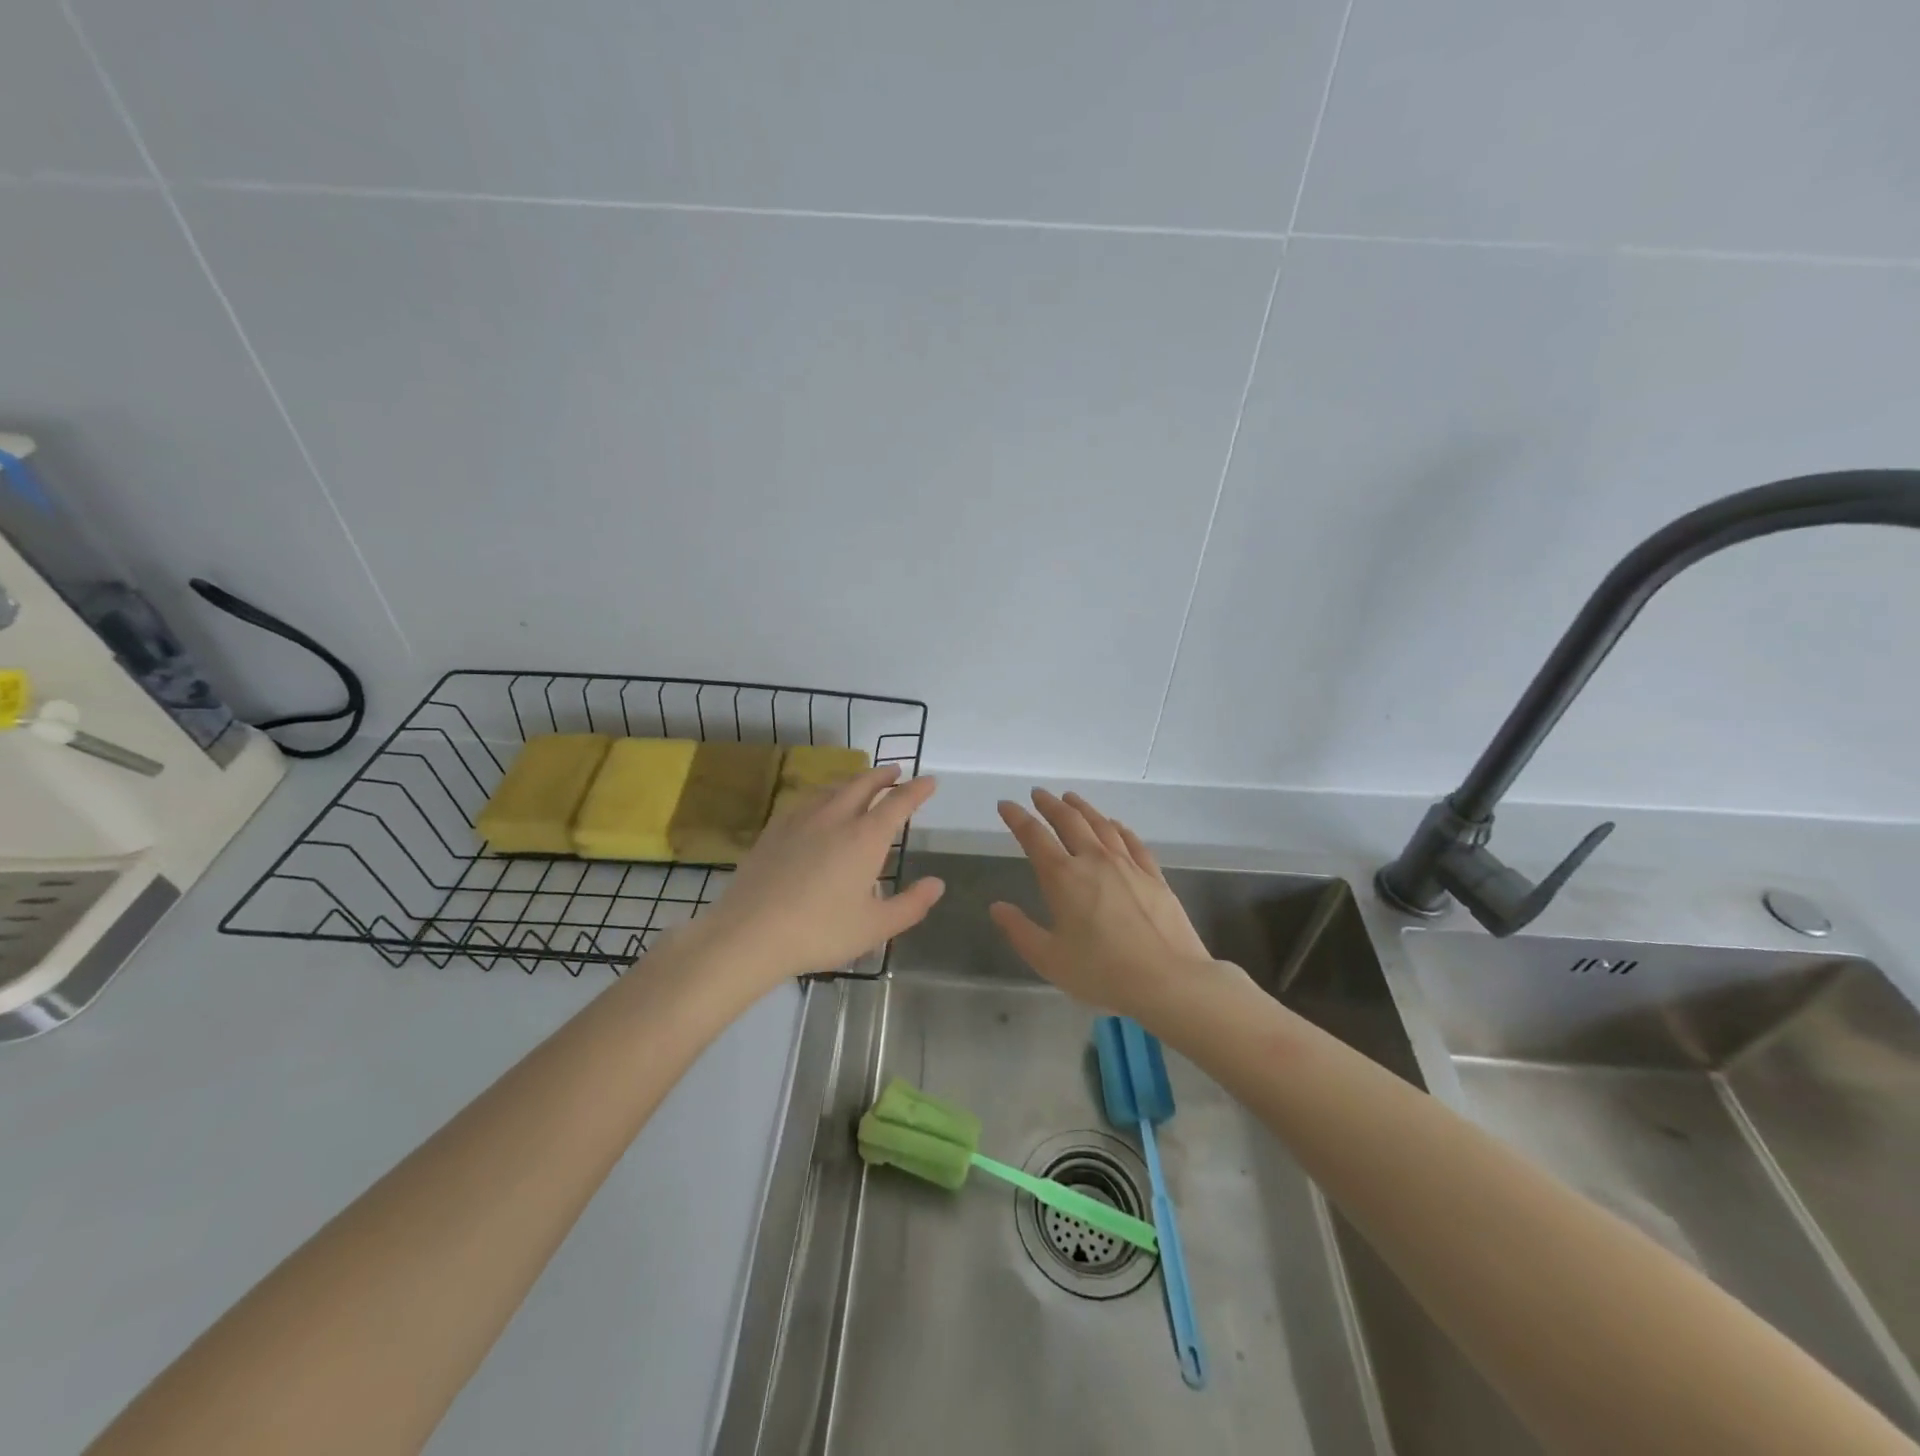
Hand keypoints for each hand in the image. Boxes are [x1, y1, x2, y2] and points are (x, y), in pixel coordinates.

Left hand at [687, 765, 943, 985]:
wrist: (749, 933)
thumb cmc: (820, 932)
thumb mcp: (875, 927)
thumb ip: (911, 904)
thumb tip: (937, 883)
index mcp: (865, 838)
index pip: (898, 803)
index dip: (917, 790)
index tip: (929, 781)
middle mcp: (836, 818)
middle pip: (863, 784)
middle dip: (883, 775)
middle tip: (895, 771)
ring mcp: (800, 820)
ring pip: (832, 788)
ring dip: (852, 781)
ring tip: (859, 784)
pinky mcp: (773, 830)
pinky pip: (805, 800)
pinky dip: (823, 794)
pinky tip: (817, 807)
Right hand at [990, 789, 1222, 1023]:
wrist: (1168, 980)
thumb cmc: (1101, 972)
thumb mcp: (1049, 959)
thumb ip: (1020, 930)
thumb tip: (997, 906)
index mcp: (1063, 877)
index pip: (1034, 836)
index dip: (1017, 818)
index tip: (1006, 804)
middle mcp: (1094, 860)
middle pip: (1069, 821)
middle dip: (1049, 805)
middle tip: (1038, 794)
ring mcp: (1127, 865)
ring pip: (1101, 825)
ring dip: (1082, 808)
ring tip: (1071, 798)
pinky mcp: (1154, 875)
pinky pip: (1132, 841)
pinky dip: (1118, 827)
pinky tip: (1115, 825)